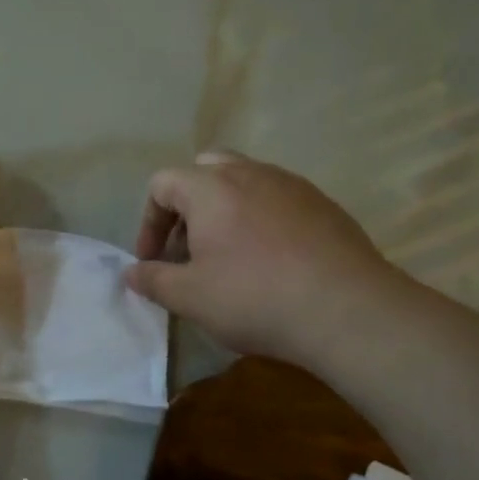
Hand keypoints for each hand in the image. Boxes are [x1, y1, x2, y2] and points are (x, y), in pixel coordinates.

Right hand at [124, 152, 405, 369]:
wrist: (347, 310)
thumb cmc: (254, 298)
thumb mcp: (190, 298)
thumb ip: (153, 280)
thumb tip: (131, 273)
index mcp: (211, 188)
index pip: (162, 184)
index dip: (149, 222)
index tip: (154, 261)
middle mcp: (250, 173)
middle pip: (204, 170)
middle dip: (187, 206)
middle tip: (189, 248)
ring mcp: (292, 185)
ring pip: (245, 181)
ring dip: (225, 210)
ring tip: (228, 255)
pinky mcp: (324, 204)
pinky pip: (278, 198)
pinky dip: (261, 218)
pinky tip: (271, 260)